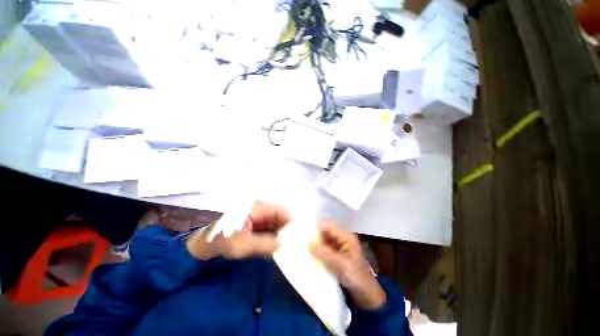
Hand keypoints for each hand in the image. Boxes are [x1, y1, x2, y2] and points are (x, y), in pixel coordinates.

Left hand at [186, 201, 290, 259]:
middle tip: (300, 241)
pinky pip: (272, 228)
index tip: (303, 232)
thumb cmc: (222, 241)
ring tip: (294, 244)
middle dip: (290, 227)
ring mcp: (259, 216)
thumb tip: (286, 245)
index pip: (281, 211)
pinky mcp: (258, 224)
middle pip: (281, 216)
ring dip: (284, 232)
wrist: (205, 245)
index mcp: (258, 207)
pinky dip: (277, 235)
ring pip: (277, 222)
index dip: (293, 220)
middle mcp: (261, 208)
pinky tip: (282, 245)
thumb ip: (265, 244)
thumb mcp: (242, 245)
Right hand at [310, 221, 386, 310]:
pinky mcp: (337, 256)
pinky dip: (319, 251)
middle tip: (302, 239)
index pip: (329, 227)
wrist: (367, 296)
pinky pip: (325, 250)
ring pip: (325, 241)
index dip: (318, 227)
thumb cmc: (357, 277)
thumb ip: (324, 253)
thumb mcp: (340, 264)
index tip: (305, 231)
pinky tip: (311, 254)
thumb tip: (308, 243)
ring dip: (316, 244)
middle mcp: (342, 239)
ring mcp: (339, 248)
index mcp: (346, 237)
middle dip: (315, 236)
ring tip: (304, 246)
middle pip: (326, 233)